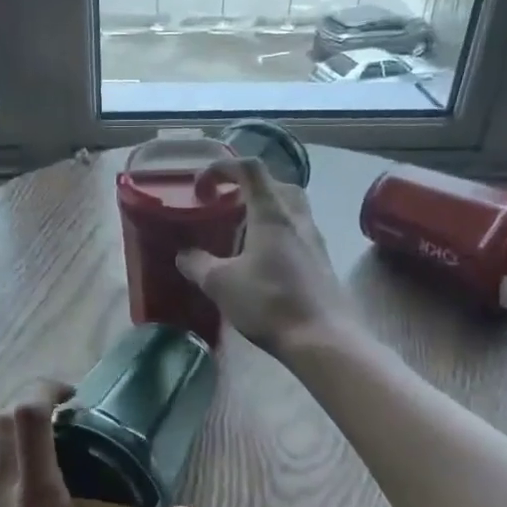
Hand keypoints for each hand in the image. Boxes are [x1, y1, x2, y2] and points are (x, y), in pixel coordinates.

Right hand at [176, 158, 353, 358]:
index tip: (201, 186)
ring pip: (290, 208)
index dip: (223, 168)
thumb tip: (184, 254)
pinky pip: (297, 232)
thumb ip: (197, 264)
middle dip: (247, 187)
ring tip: (240, 233)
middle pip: (276, 184)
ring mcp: (314, 239)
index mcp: (271, 213)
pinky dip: (276, 233)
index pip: (250, 169)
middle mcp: (297, 218)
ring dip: (264, 211)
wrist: (322, 338)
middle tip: (225, 206)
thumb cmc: (269, 302)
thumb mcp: (220, 284)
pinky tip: (261, 260)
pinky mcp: (321, 261)